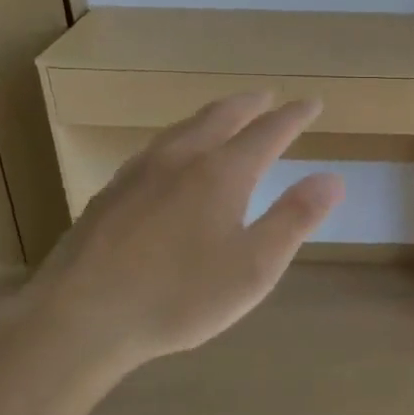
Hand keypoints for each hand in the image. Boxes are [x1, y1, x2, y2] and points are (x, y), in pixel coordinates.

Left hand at [25, 92, 343, 370]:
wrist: (81, 316)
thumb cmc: (180, 296)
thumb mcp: (254, 267)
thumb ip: (294, 219)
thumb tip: (332, 178)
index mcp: (222, 174)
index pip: (268, 132)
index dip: (294, 116)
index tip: (311, 103)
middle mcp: (181, 159)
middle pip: (221, 117)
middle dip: (250, 105)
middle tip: (268, 98)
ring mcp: (140, 172)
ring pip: (183, 128)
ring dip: (212, 115)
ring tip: (224, 116)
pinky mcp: (111, 192)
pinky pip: (156, 148)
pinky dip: (180, 138)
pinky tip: (170, 157)